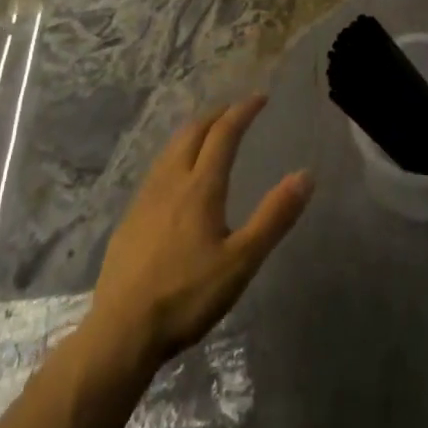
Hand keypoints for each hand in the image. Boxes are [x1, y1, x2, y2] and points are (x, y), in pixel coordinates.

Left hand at [86, 95, 311, 371]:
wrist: (122, 330)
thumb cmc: (187, 296)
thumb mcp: (241, 261)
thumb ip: (274, 217)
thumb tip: (305, 175)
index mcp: (200, 187)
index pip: (223, 134)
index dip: (243, 111)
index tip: (260, 97)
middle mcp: (171, 182)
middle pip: (192, 132)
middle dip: (217, 114)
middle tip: (236, 109)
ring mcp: (145, 198)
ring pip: (171, 148)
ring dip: (193, 131)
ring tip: (208, 132)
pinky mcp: (130, 218)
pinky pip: (157, 169)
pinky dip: (175, 154)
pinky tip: (176, 174)